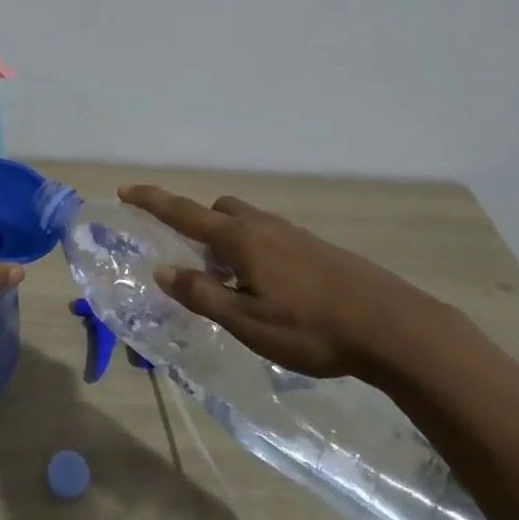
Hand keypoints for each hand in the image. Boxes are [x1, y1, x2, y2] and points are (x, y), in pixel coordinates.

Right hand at [119, 186, 443, 379]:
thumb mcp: (248, 322)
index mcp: (240, 240)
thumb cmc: (312, 329)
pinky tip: (271, 289)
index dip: (152, 201)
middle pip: (218, 211)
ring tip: (234, 285)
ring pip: (246, 223)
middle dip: (197, 226)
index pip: (184, 213)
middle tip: (195, 265)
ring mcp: (293, 234)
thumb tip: (163, 270)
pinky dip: (254, 251)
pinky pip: (270, 237)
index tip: (125, 190)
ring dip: (228, 241)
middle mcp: (263, 227)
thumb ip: (203, 295)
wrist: (393, 327)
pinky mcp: (316, 249)